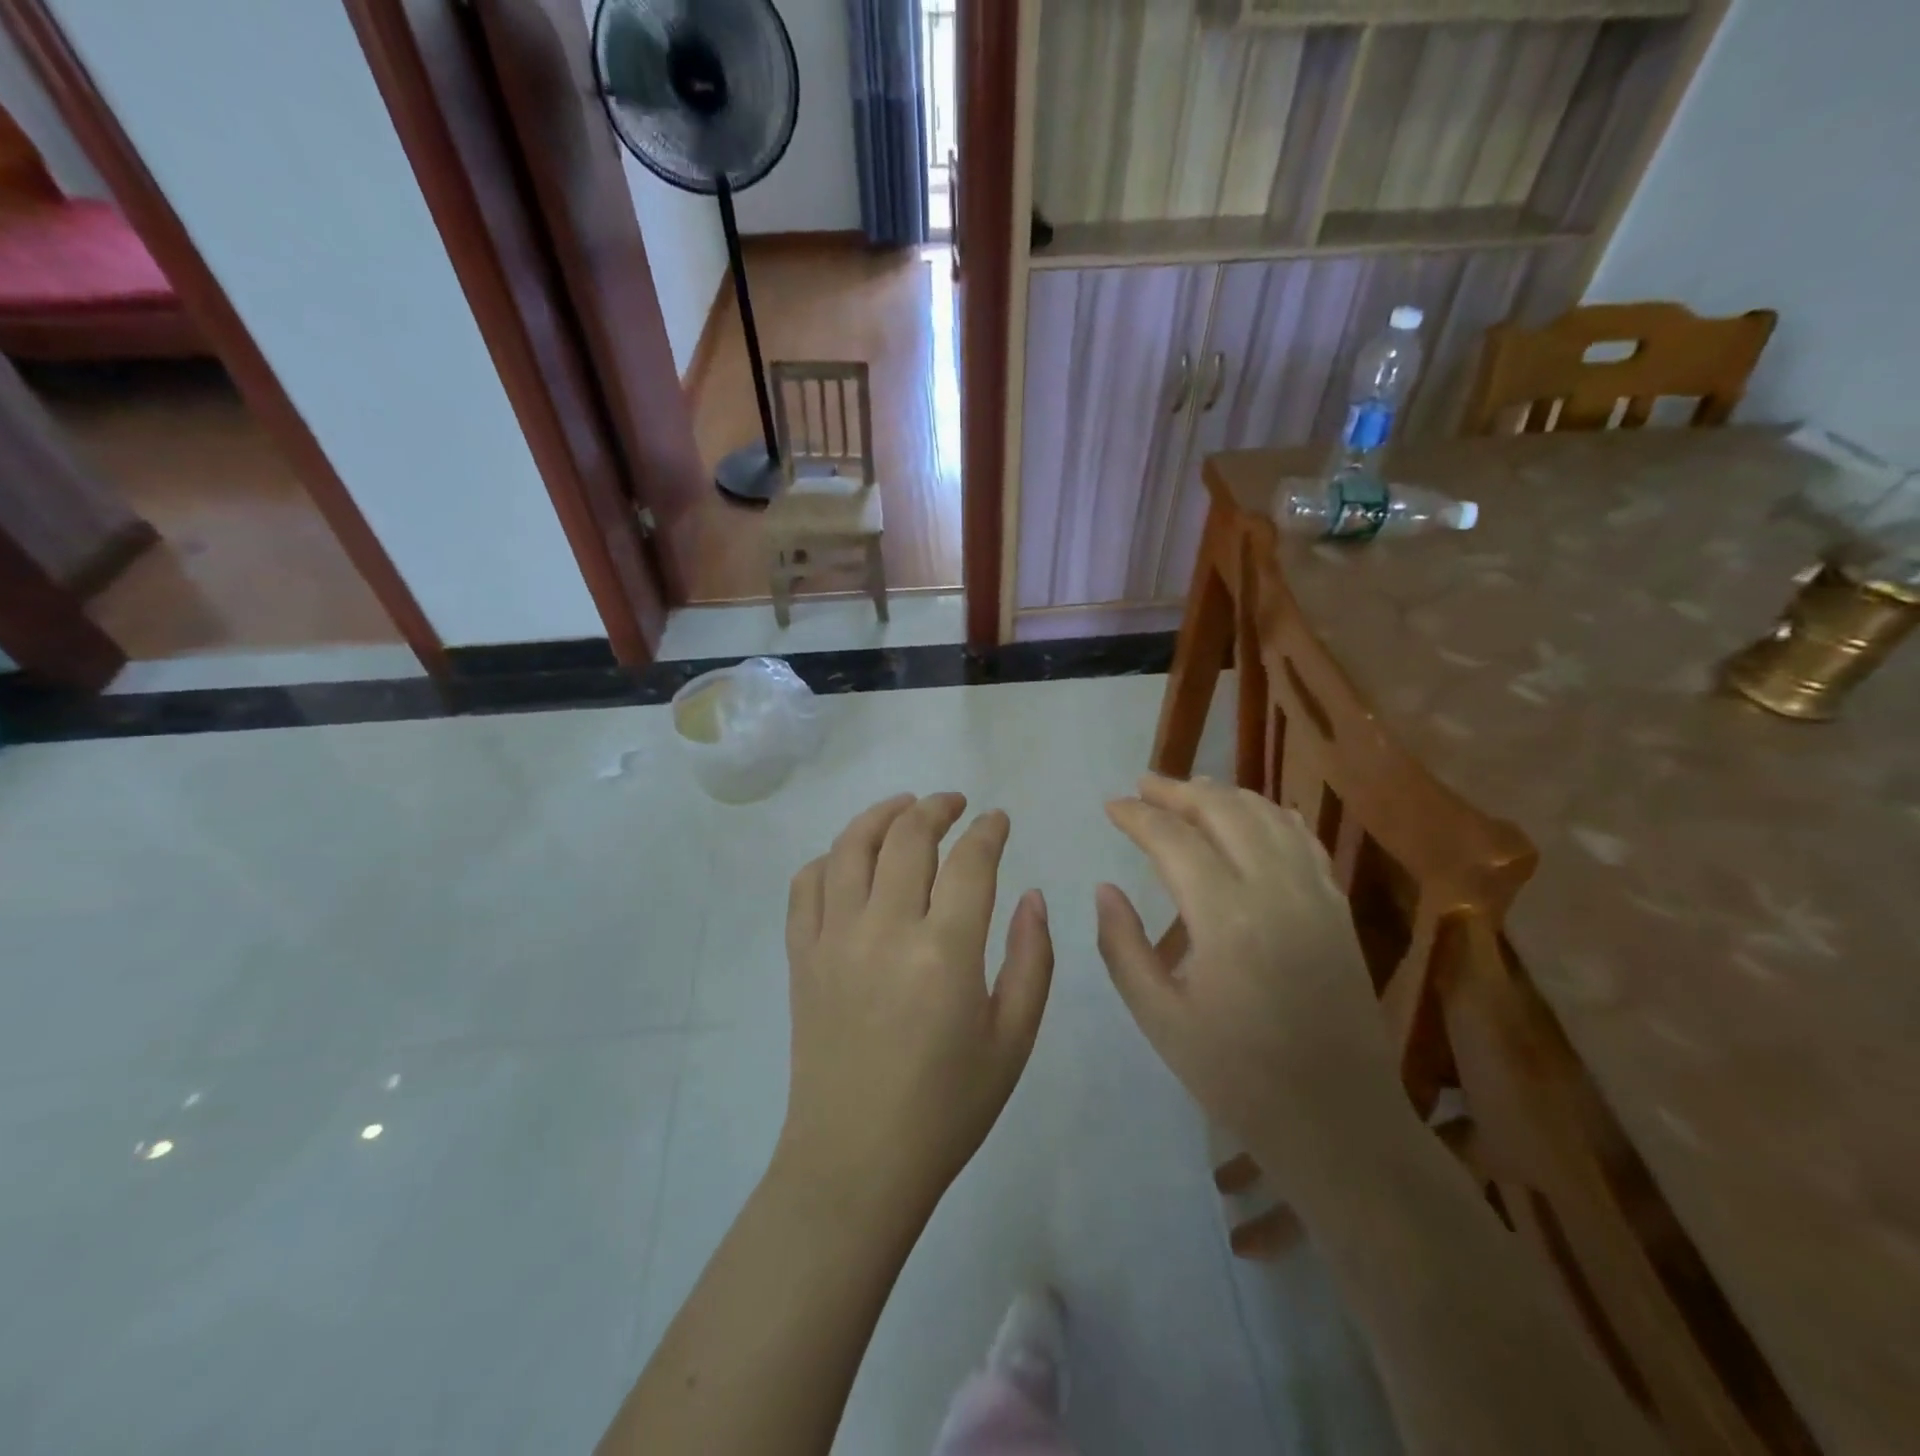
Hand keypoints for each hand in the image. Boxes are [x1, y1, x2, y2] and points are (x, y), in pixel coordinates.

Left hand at [779, 793, 1054, 1219]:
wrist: (856, 1161)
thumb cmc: (947, 1107)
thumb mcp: (1013, 1040)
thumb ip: (1032, 960)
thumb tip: (1033, 896)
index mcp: (944, 951)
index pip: (970, 861)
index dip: (988, 830)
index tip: (998, 819)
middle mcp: (884, 928)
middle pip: (908, 836)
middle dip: (937, 808)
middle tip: (955, 804)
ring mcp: (834, 939)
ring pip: (850, 846)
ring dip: (881, 815)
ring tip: (904, 808)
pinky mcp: (801, 956)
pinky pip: (806, 885)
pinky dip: (829, 858)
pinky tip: (849, 860)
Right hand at [1095, 775, 1401, 1186]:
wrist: (1338, 1120)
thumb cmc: (1236, 1076)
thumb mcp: (1160, 1018)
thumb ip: (1123, 946)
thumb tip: (1105, 889)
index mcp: (1225, 917)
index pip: (1173, 839)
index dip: (1137, 816)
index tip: (1111, 806)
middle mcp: (1274, 890)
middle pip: (1223, 810)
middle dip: (1178, 790)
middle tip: (1143, 785)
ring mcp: (1315, 895)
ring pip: (1268, 815)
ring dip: (1225, 794)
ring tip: (1190, 788)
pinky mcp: (1338, 908)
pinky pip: (1303, 839)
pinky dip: (1272, 814)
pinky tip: (1254, 814)